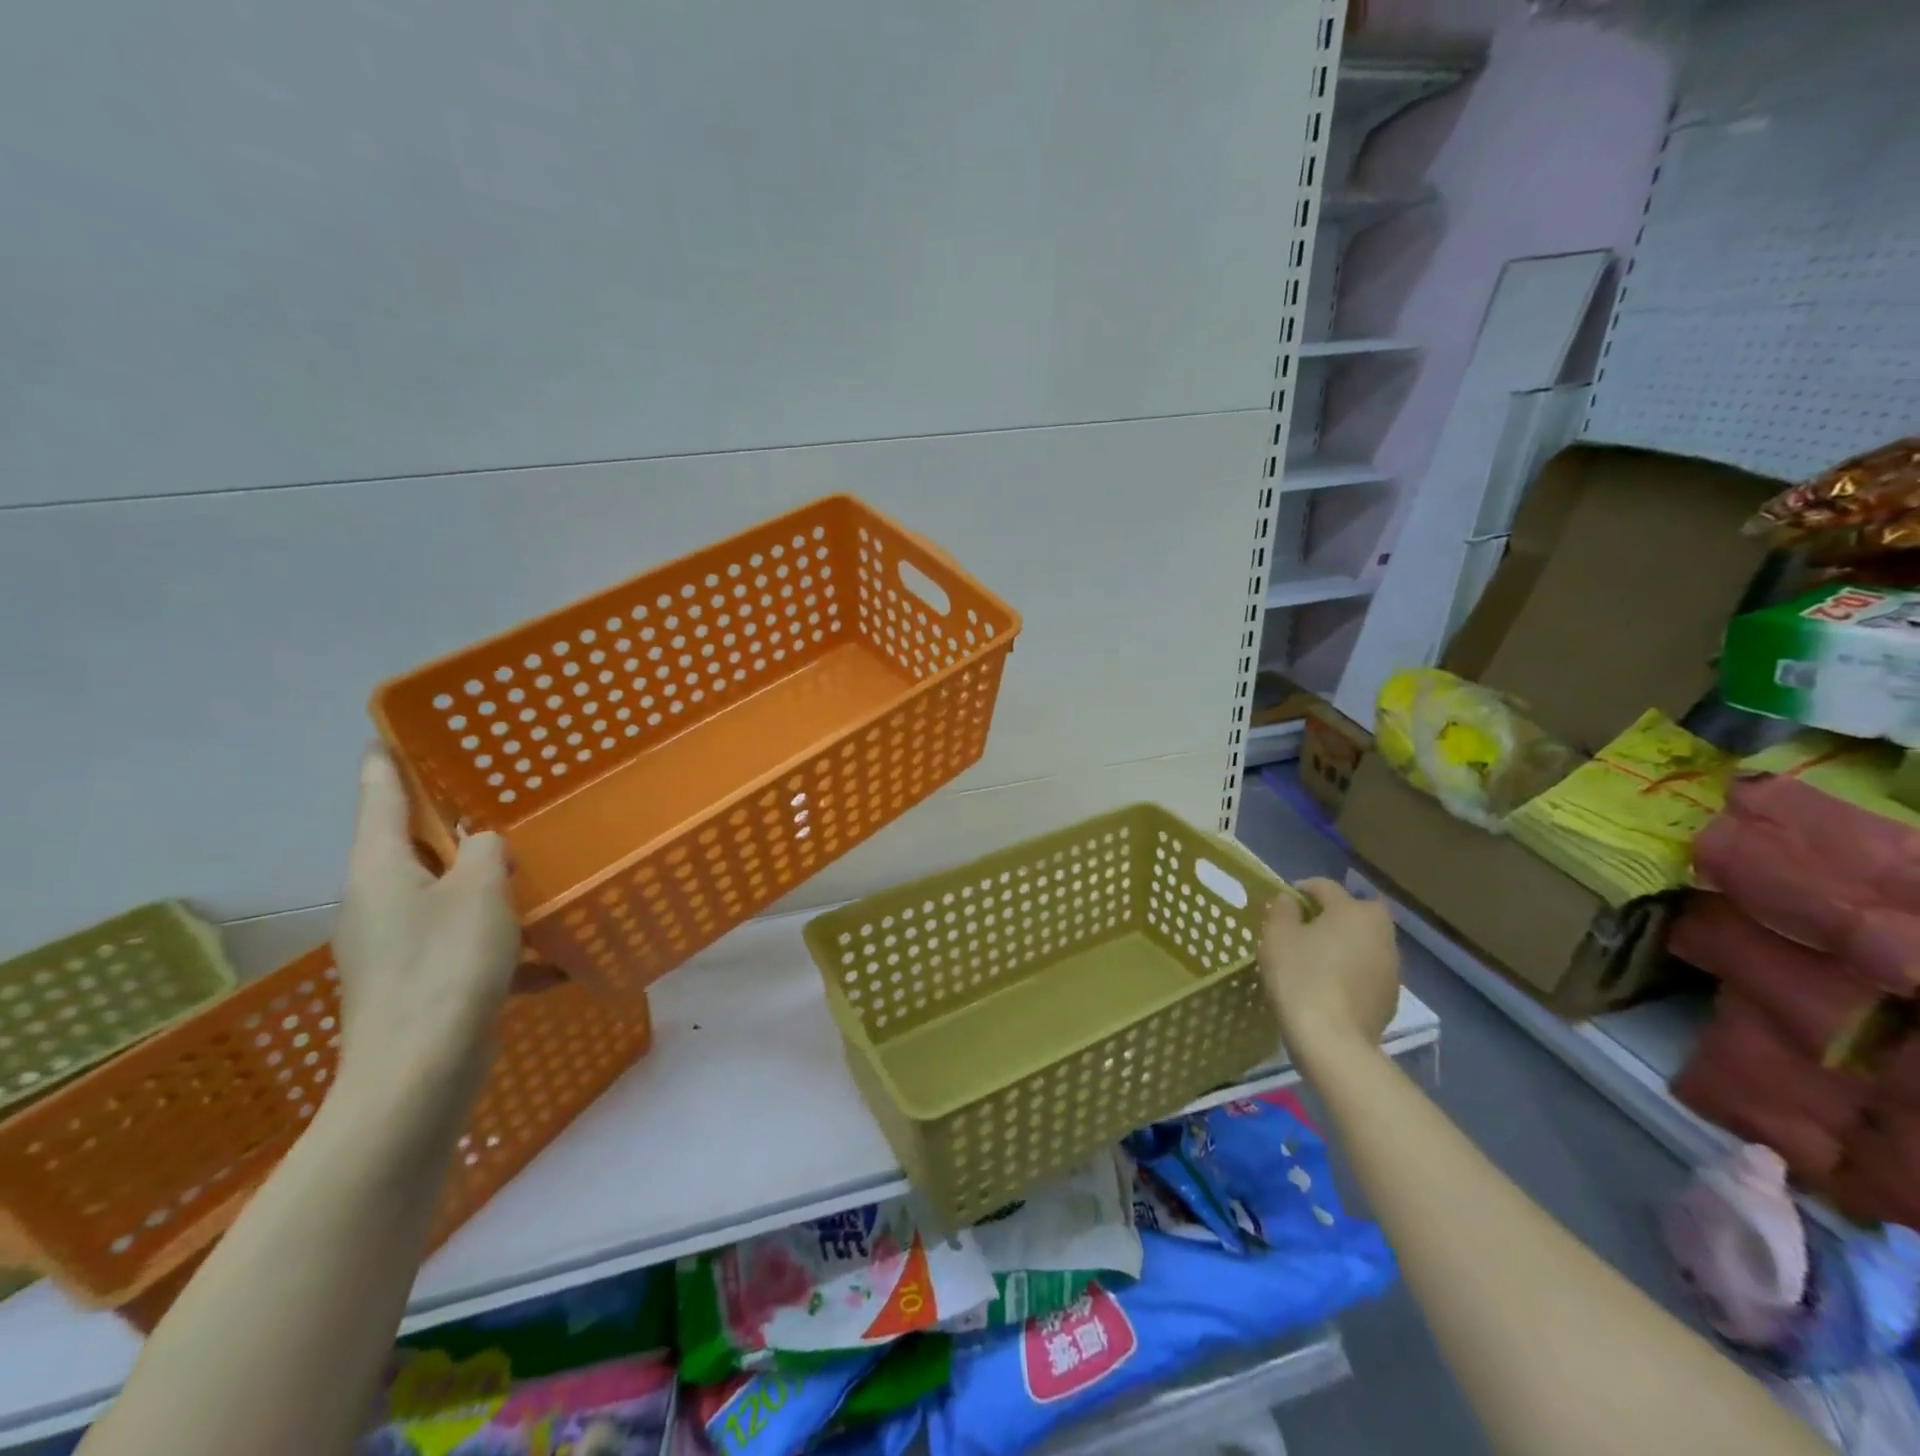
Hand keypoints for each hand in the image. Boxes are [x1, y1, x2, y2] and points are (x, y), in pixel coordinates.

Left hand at [330, 747, 521, 1118]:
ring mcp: (396, 948)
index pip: (379, 798)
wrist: (420, 1074)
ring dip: (488, 888)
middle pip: (414, 849)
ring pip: (448, 899)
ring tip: (537, 873)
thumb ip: (486, 851)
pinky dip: (507, 950)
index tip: (386, 734)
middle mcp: (379, 903)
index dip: (385, 763)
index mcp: (380, 870)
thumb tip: (485, 844)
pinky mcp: (422, 984)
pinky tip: (557, 962)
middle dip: (452, 827)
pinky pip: (468, 949)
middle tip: (492, 799)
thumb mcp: (480, 890)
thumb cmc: (446, 966)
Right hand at [1259, 877, 1400, 1070]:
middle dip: (1332, 914)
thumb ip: (1283, 910)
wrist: (1334, 1041)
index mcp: (1353, 910)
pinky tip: (1330, 985)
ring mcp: (1392, 966)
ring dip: (1344, 942)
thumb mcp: (1277, 936)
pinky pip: (1368, 969)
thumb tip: (1290, 900)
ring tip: (1316, 959)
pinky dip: (1352, 969)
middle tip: (1304, 929)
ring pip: (1364, 941)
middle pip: (1354, 911)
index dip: (1301, 890)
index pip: (1325, 886)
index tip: (1283, 904)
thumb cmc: (1301, 978)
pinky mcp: (1392, 995)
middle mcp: (1381, 931)